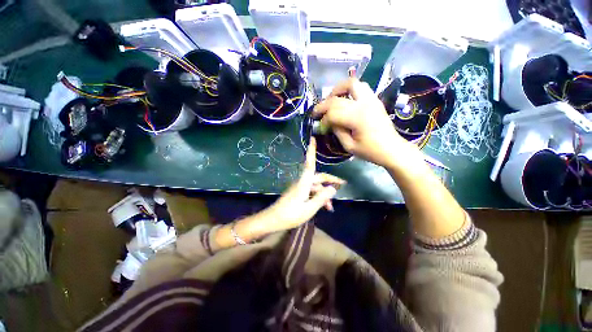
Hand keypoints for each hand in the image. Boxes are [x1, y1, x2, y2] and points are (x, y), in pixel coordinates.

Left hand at [260, 138, 344, 231]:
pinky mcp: (298, 193)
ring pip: (315, 187)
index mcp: (304, 183)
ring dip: (324, 194)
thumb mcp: (309, 208)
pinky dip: (318, 197)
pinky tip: (323, 207)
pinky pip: (311, 192)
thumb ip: (322, 198)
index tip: (313, 138)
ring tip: (330, 207)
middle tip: (343, 185)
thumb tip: (333, 188)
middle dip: (330, 181)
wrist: (273, 220)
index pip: (310, 163)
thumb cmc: (291, 215)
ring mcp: (299, 188)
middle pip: (318, 177)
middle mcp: (302, 182)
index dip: (312, 150)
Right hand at [313, 78, 415, 168]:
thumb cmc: (371, 151)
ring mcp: (371, 99)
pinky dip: (349, 90)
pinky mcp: (374, 99)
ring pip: (350, 83)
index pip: (332, 114)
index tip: (319, 128)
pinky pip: (360, 87)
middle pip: (337, 99)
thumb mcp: (349, 146)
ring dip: (337, 90)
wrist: (392, 149)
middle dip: (323, 106)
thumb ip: (337, 132)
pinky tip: (344, 99)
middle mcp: (364, 104)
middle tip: (316, 113)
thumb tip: (328, 123)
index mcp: (357, 118)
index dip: (323, 121)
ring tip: (330, 101)